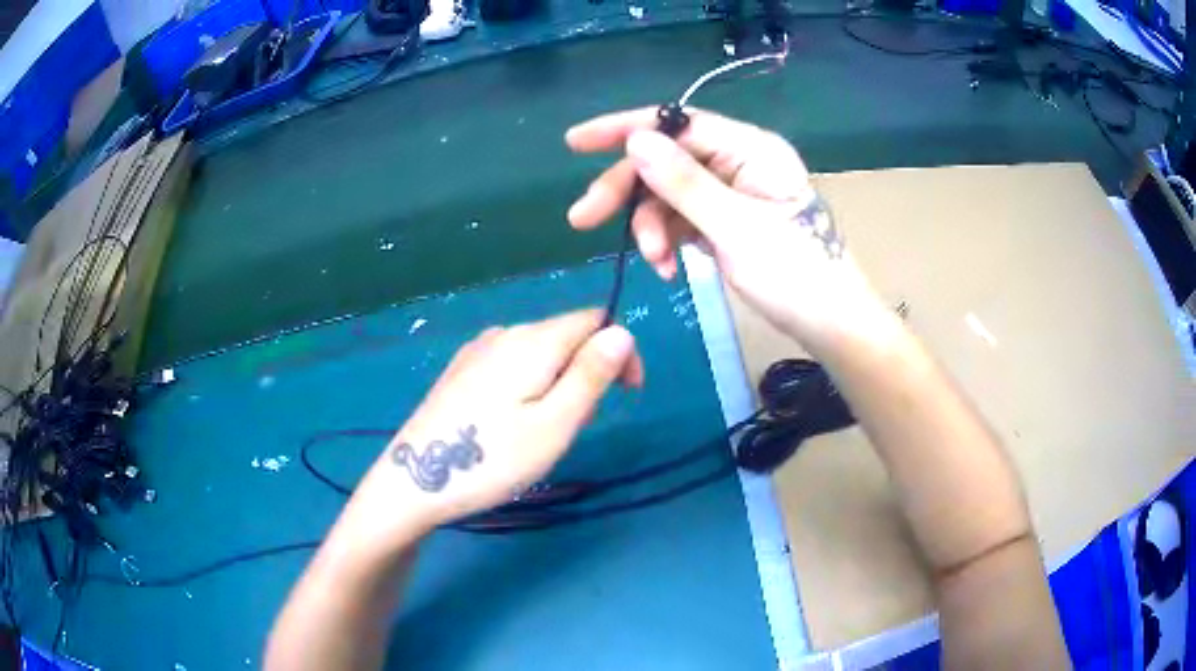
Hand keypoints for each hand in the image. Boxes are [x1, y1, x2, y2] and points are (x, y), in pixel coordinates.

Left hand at [350, 310, 642, 536]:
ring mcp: (478, 350)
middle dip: (587, 373)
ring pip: (540, 352)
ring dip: (559, 383)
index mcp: (534, 341)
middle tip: (574, 427)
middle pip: (567, 335)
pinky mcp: (461, 370)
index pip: (596, 320)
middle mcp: (505, 333)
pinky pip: (512, 364)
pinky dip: (530, 386)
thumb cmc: (492, 458)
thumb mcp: (555, 424)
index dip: (619, 351)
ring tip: (541, 434)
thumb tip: (623, 332)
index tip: (625, 395)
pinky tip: (511, 424)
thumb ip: (591, 374)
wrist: (414, 480)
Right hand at [565, 107, 885, 350]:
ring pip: (669, 193)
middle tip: (583, 220)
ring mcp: (733, 191)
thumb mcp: (736, 229)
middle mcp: (739, 161)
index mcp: (751, 149)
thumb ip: (684, 184)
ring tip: (656, 264)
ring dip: (651, 227)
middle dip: (628, 191)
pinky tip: (667, 269)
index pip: (678, 124)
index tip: (575, 143)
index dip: (624, 129)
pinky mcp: (727, 219)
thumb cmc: (797, 276)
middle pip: (667, 160)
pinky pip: (682, 218)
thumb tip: (635, 140)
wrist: (831, 325)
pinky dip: (668, 240)